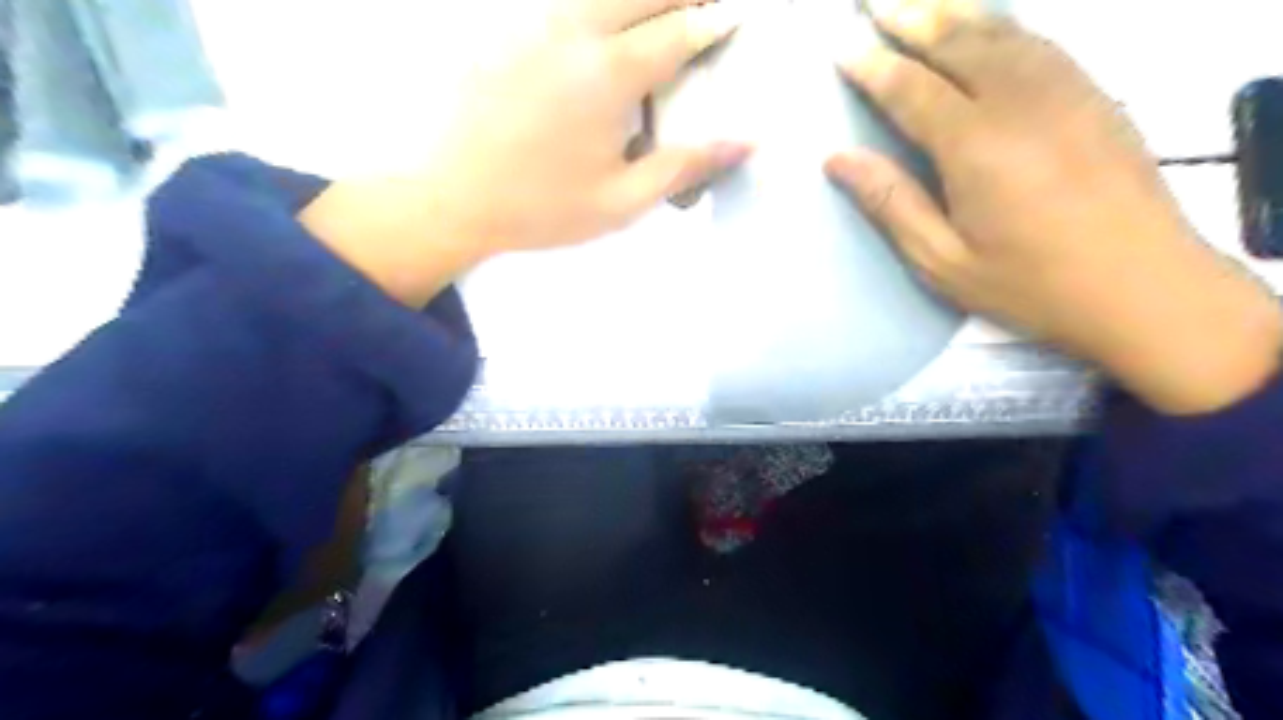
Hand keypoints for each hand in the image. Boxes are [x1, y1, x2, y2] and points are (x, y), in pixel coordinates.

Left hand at [298, 1, 753, 304]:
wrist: (450, 197)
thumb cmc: (542, 207)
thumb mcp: (621, 201)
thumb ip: (684, 165)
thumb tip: (745, 142)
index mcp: (609, 75)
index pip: (677, 32)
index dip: (711, 21)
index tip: (733, 18)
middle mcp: (575, 31)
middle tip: (701, 12)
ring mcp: (533, 21)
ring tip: (660, 15)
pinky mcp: (504, 27)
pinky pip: (561, 0)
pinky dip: (593, 5)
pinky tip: (602, 22)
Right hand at [828, 0, 1278, 412]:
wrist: (1143, 287)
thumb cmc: (1029, 284)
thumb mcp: (942, 260)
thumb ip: (891, 203)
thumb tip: (838, 159)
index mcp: (975, 145)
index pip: (911, 88)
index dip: (873, 66)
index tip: (843, 48)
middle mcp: (1020, 101)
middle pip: (958, 40)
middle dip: (911, 16)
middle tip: (874, 1)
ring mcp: (1066, 90)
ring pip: (1003, 30)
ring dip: (955, 10)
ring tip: (922, 2)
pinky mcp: (1096, 95)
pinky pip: (1041, 41)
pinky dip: (1004, 24)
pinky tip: (988, 26)